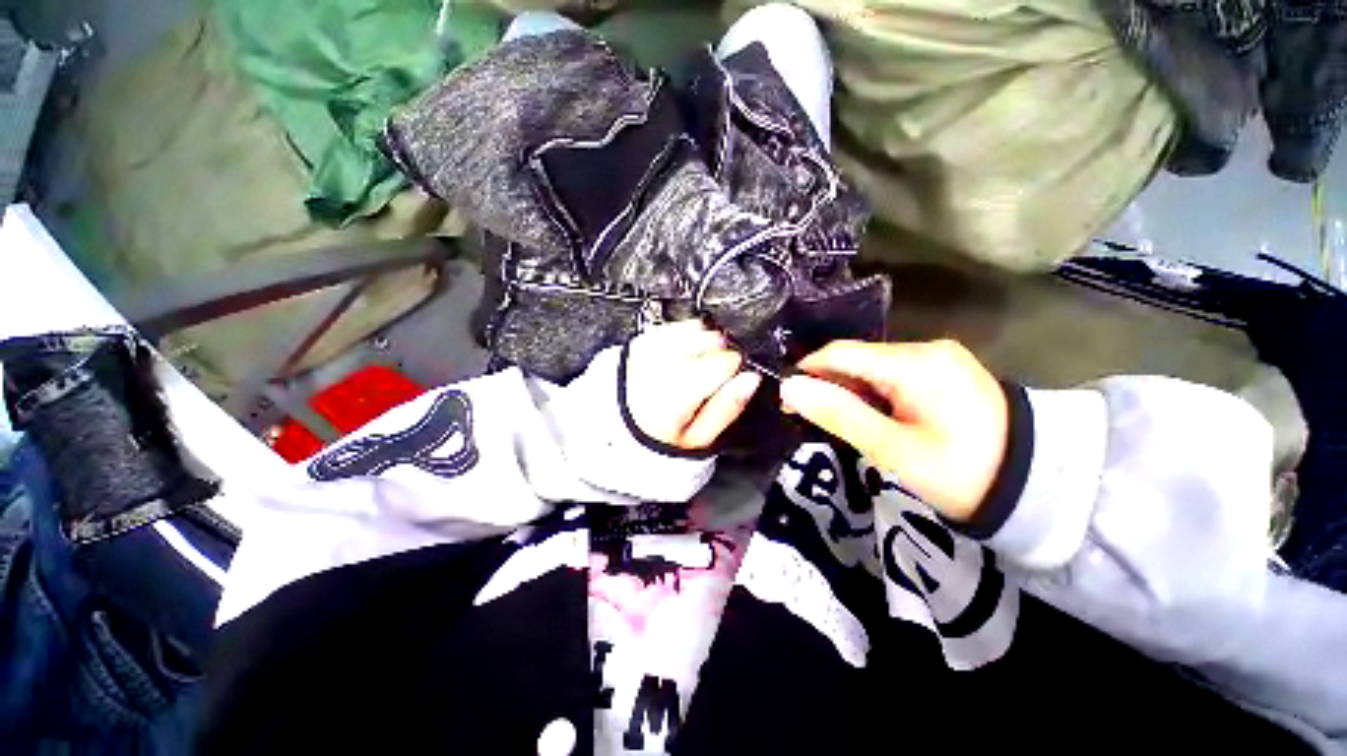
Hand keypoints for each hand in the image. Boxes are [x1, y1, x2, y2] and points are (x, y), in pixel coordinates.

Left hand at [625, 320, 762, 450]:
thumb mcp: (698, 439)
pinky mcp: (641, 341)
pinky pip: (673, 326)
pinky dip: (684, 334)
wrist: (616, 431)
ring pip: (695, 328)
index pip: (727, 360)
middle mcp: (664, 362)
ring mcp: (650, 348)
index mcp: (681, 390)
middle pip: (712, 338)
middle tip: (710, 378)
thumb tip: (751, 380)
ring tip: (694, 367)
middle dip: (719, 354)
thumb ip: (728, 407)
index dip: (735, 371)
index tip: (729, 382)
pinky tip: (682, 354)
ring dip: (703, 342)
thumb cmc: (656, 440)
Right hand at [779, 340, 1007, 520]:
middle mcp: (926, 348)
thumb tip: (788, 388)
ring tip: (841, 422)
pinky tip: (871, 416)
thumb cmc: (961, 473)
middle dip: (828, 385)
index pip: (840, 353)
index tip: (787, 401)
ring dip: (849, 391)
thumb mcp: (892, 449)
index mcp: (914, 363)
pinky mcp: (944, 371)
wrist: (1038, 486)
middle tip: (810, 419)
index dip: (807, 372)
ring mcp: (938, 358)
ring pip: (872, 367)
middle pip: (856, 359)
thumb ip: (838, 414)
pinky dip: (872, 393)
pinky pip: (892, 374)